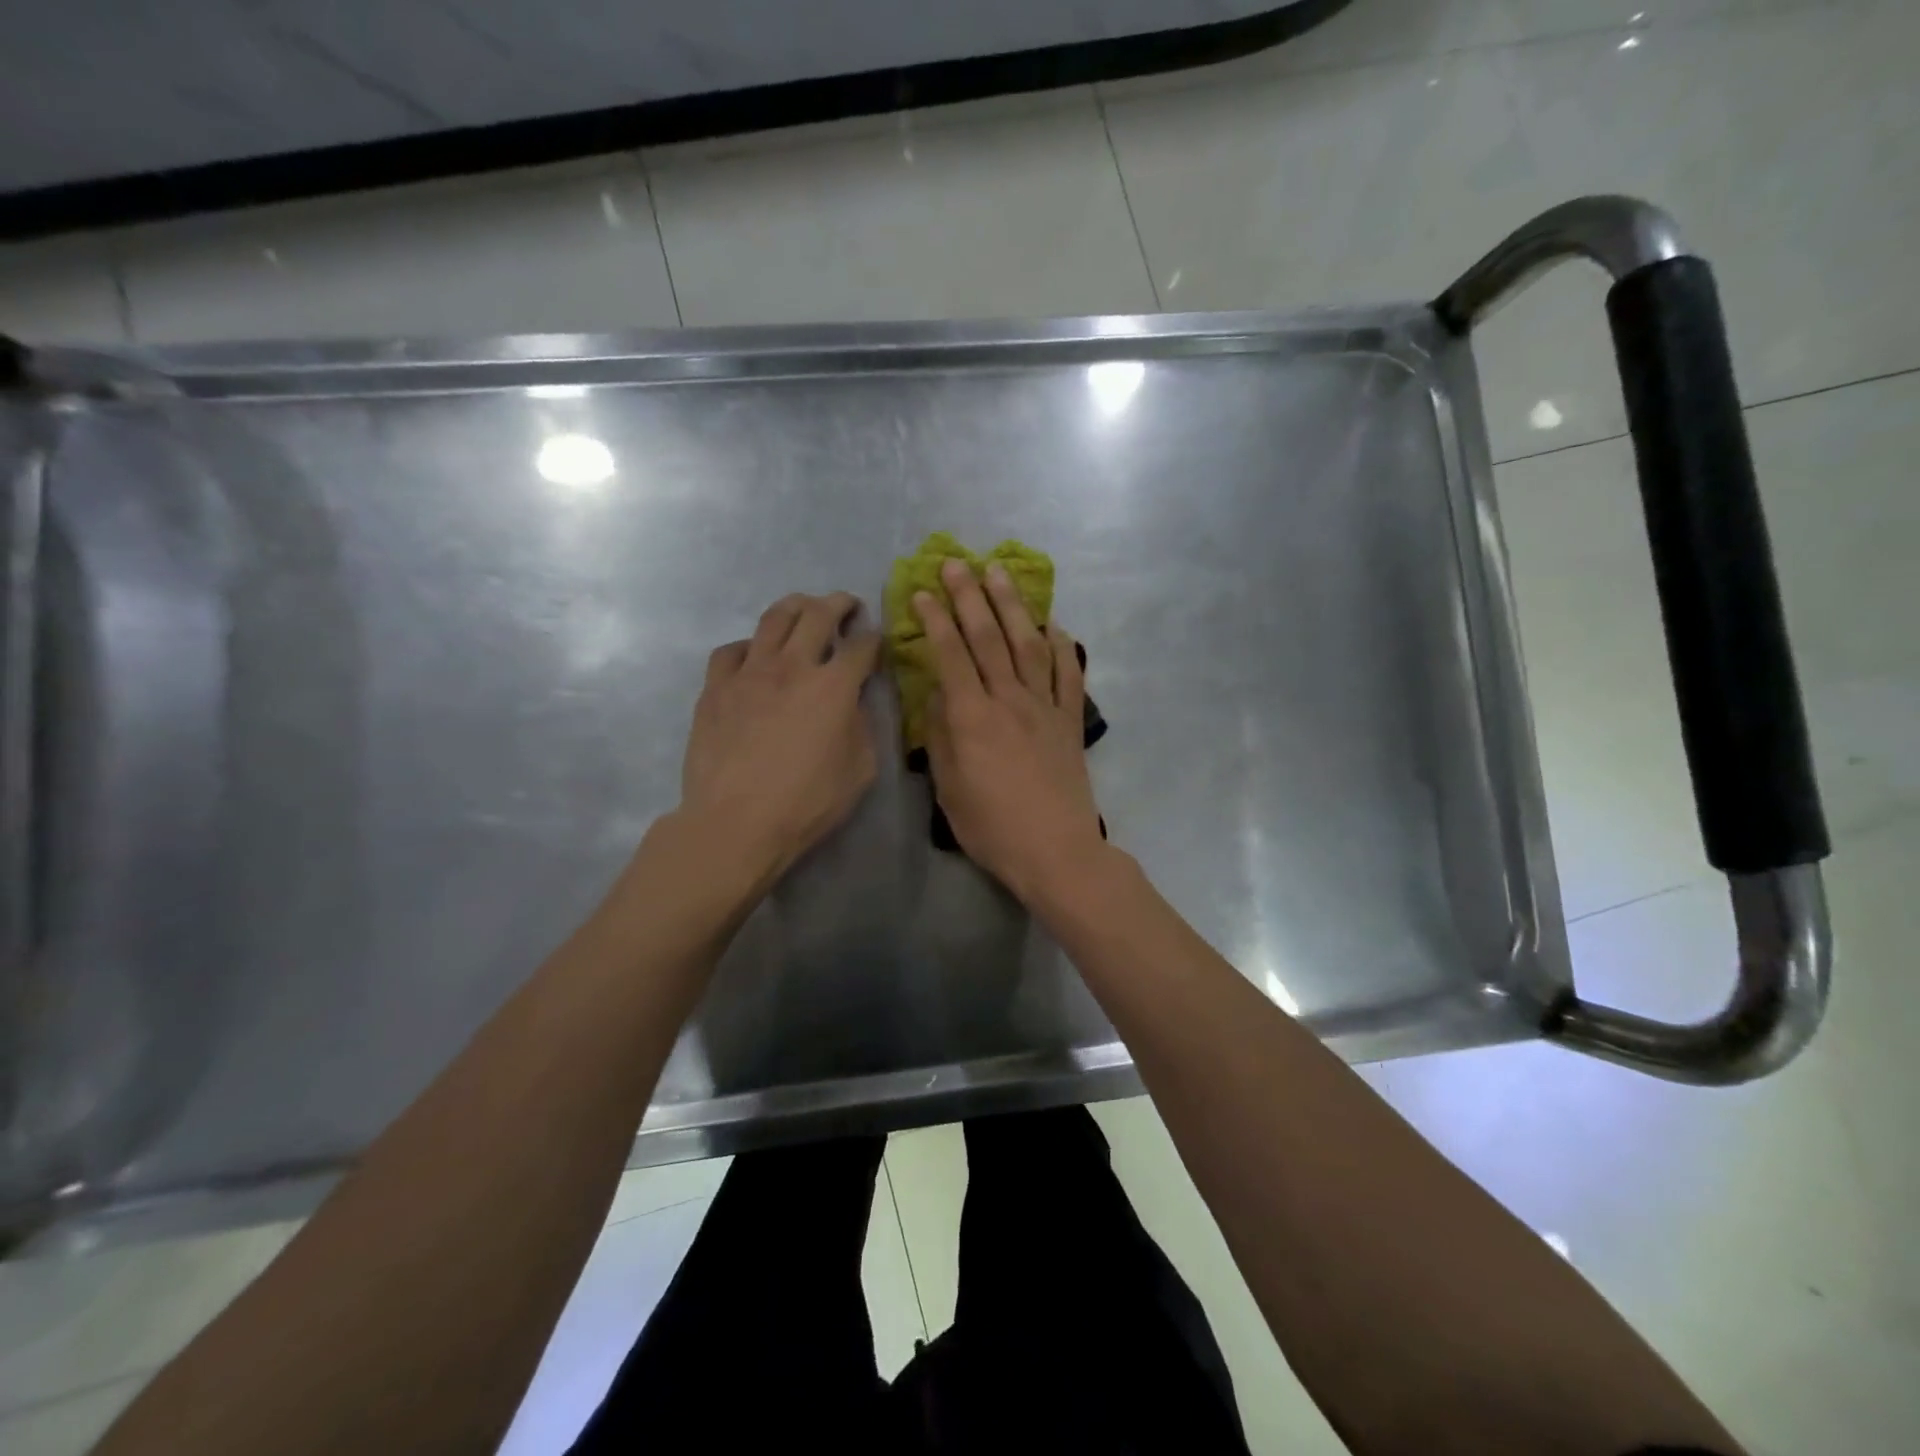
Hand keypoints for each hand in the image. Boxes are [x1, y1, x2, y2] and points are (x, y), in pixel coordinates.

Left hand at [679, 592, 882, 888]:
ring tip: (803, 609)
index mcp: (834, 686)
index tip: (877, 642)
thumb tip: (854, 704)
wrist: (737, 821)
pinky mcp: (716, 687)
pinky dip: (750, 646)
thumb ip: (862, 727)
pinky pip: (732, 650)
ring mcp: (749, 672)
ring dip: (795, 606)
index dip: (875, 639)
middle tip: (846, 606)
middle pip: (818, 614)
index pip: (862, 646)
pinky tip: (754, 656)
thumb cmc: (806, 802)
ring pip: (774, 618)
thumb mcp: (859, 770)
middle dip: (839, 603)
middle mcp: (793, 666)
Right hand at [915, 559, 1106, 902]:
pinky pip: (1068, 674)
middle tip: (957, 563)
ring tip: (1000, 573)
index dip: (936, 619)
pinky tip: (1053, 625)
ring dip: (1012, 606)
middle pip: (988, 637)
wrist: (1056, 852)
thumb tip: (938, 694)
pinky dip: (1062, 646)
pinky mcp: (1070, 721)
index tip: (924, 591)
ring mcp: (1045, 707)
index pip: (951, 655)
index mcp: (972, 718)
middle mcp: (1009, 700)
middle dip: (970, 596)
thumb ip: (941, 735)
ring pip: (1028, 644)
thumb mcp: (949, 788)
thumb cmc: (992, 827)